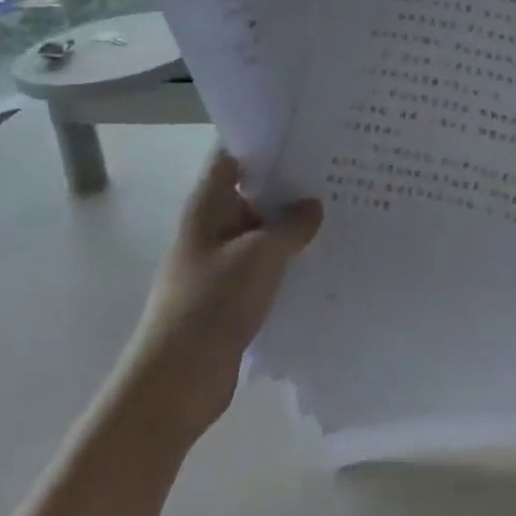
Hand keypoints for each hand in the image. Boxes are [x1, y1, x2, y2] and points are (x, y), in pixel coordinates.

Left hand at [123, 150, 321, 443]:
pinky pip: (264, 266)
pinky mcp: (231, 296)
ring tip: (339, 209)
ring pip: (261, 232)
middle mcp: (211, 227)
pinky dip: (288, 260)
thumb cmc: (211, 304)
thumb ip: (291, 225)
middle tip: (335, 170)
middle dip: (289, 184)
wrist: (176, 383)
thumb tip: (313, 205)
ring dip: (291, 225)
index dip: (262, 141)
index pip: (231, 156)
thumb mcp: (260, 257)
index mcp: (207, 206)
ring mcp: (220, 263)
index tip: (304, 132)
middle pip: (251, 192)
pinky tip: (322, 257)